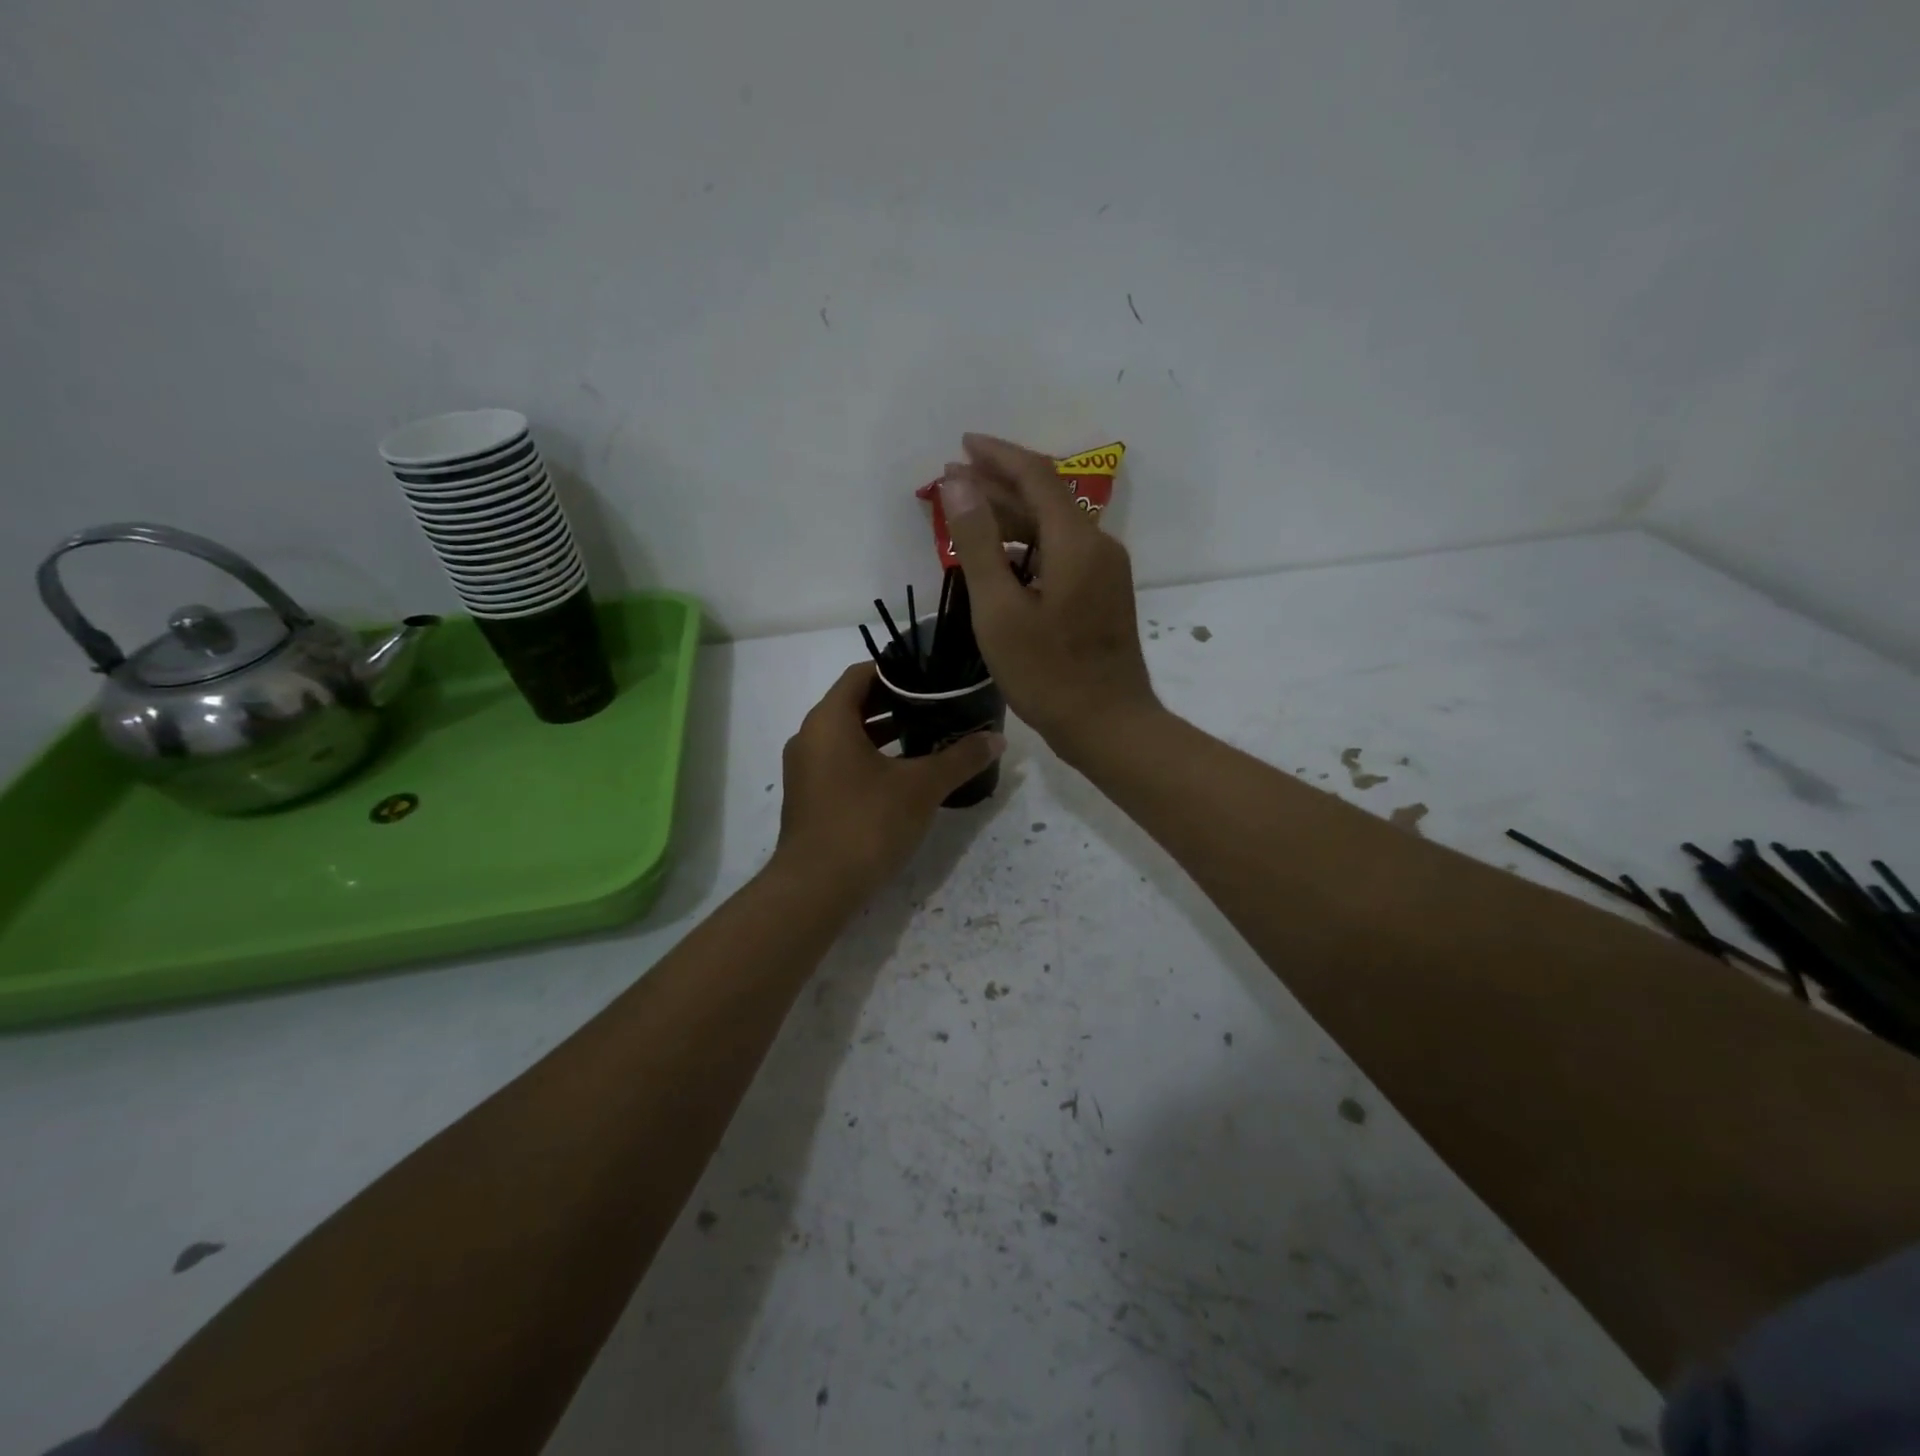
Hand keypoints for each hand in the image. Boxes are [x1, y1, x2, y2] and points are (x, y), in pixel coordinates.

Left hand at [774, 663, 1005, 901]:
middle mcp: (810, 737)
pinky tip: (904, 774)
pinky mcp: (810, 797)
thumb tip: (997, 739)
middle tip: (938, 704)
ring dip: (885, 732)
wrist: (816, 888)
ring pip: (848, 736)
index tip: (931, 675)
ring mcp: (806, 769)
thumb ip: (960, 758)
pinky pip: (841, 761)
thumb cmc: (866, 823)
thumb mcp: (921, 787)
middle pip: (855, 704)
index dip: (897, 669)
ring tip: (928, 735)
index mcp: (829, 720)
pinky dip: (871, 758)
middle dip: (896, 702)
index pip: (861, 674)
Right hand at [939, 434, 1161, 761]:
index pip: (1035, 477)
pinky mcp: (1104, 595)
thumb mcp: (999, 610)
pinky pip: (1062, 554)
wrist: (1108, 725)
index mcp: (1076, 542)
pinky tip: (1002, 559)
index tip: (960, 446)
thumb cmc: (1047, 674)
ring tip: (968, 514)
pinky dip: (1029, 547)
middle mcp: (1099, 546)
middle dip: (999, 484)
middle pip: (1047, 498)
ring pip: (1054, 528)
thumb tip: (959, 482)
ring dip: (1012, 517)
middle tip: (952, 480)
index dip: (997, 456)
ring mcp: (1106, 572)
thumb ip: (978, 542)